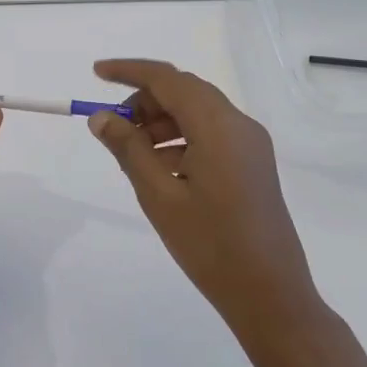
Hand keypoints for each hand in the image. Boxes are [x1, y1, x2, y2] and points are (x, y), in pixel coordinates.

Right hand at [87, 59, 320, 337]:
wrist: (271, 295)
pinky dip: (180, 138)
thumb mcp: (159, 196)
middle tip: (112, 127)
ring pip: (197, 111)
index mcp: (218, 126)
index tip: (95, 74)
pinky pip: (210, 133)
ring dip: (161, 121)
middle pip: (184, 90)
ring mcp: (250, 143)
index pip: (168, 78)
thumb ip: (128, 149)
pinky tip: (160, 169)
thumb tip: (101, 117)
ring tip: (132, 154)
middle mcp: (239, 124)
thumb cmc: (210, 246)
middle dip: (144, 100)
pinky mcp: (253, 162)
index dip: (129, 71)